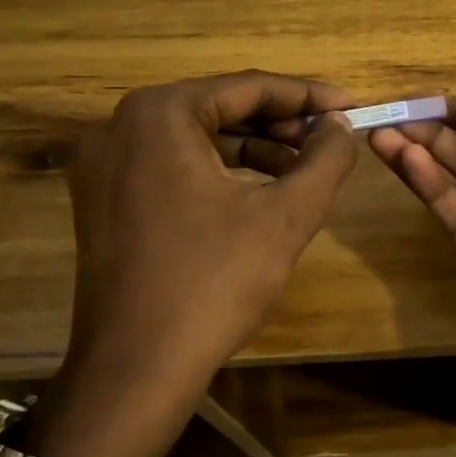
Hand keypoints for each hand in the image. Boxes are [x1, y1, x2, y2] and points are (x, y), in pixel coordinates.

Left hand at [25, 72, 358, 456]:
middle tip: (331, 141)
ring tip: (305, 169)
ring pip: (197, 139)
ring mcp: (104, 166)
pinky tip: (262, 193)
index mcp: (158, 115)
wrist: (135, 368)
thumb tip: (342, 127)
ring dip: (255, 149)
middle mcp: (119, 127)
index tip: (351, 107)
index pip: (247, 87)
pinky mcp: (104, 201)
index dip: (307, 96)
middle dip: (281, 123)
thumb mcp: (286, 215)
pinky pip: (174, 167)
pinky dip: (221, 172)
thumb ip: (325, 159)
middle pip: (219, 109)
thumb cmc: (214, 282)